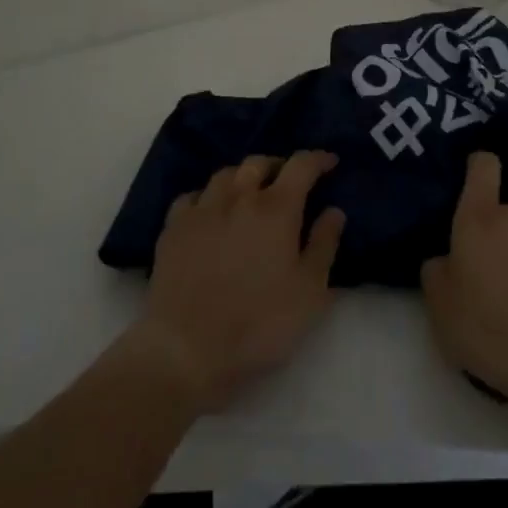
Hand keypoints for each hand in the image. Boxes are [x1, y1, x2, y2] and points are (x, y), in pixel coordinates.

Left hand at [127, 151, 345, 414]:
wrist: (186, 349)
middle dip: (278, 165)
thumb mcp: (309, 293)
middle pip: (259, 163)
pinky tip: (210, 212)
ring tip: (249, 194)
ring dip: (242, 177)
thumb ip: (324, 246)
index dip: (318, 159)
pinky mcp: (173, 228)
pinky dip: (207, 197)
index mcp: (276, 209)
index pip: (301, 166)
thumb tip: (334, 210)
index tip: (329, 162)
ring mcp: (202, 209)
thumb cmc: (258, 324)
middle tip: (288, 181)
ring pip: (225, 174)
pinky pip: (193, 196)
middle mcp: (238, 197)